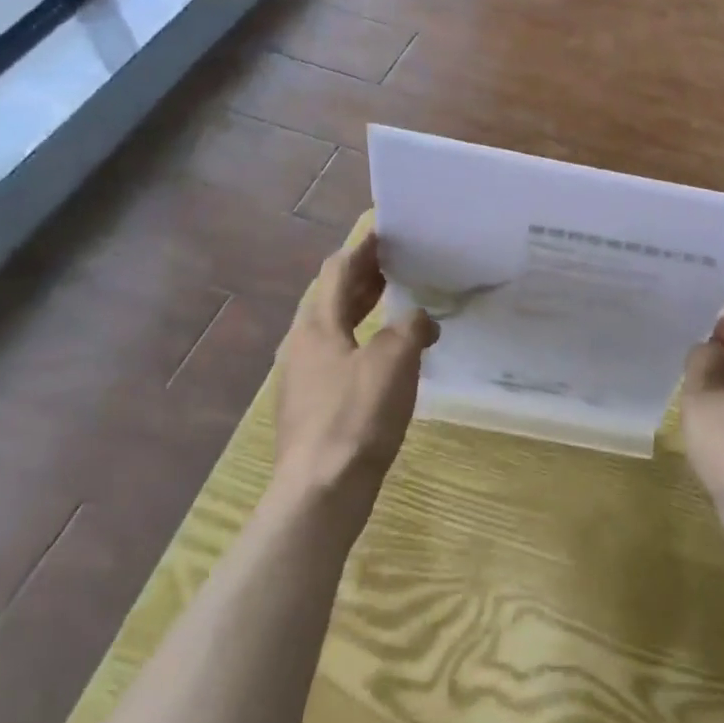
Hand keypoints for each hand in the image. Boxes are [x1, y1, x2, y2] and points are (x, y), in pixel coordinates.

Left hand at [270, 230, 438, 518]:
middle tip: (398, 260)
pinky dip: (364, 340)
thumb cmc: (356, 417)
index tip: (385, 230)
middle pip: (332, 297)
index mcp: (317, 325)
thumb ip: (410, 328)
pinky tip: (388, 353)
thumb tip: (420, 319)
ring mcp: (305, 377)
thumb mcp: (394, 361)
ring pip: (335, 327)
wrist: (320, 492)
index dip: (362, 247)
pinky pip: (340, 355)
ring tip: (396, 298)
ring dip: (364, 308)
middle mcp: (303, 344)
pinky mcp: (314, 405)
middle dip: (364, 276)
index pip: (337, 270)